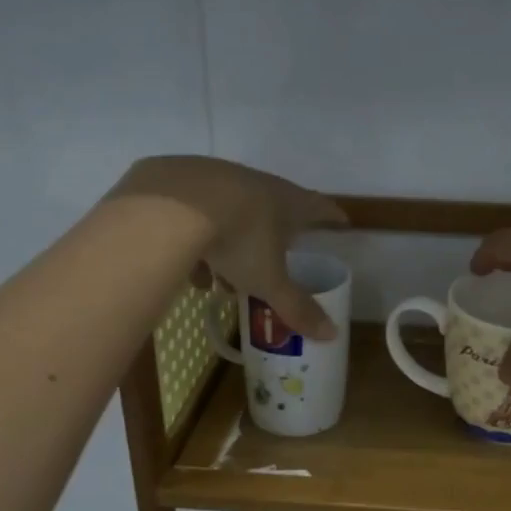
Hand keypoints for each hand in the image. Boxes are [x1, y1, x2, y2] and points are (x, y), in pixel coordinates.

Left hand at [113, 157, 348, 339]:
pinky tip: (188, 266)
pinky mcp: (179, 177)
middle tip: (273, 264)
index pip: (319, 207)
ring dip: (232, 243)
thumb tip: (331, 335)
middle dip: (274, 239)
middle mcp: (256, 183)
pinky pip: (196, 213)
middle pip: (273, 209)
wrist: (170, 207)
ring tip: (223, 279)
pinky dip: (197, 239)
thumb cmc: (237, 241)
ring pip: (232, 213)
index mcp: (287, 202)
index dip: (332, 216)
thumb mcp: (269, 282)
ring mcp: (217, 175)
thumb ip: (297, 308)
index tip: (341, 222)